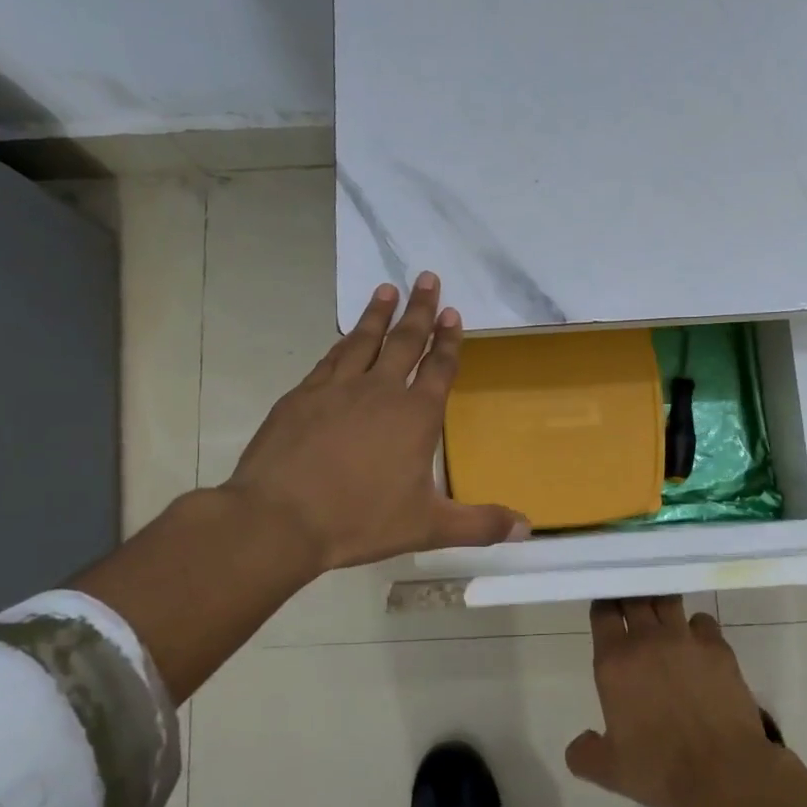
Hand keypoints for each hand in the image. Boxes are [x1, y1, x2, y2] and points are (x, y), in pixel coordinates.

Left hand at [224, 272, 529, 571]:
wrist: (280, 518)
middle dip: (419, 309)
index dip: (448, 340)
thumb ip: (478, 524)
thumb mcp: (428, 527)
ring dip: (378, 314)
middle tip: (427, 277)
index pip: (439, 367)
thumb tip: (526, 528)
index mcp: (415, 416)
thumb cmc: (360, 520)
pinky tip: (345, 337)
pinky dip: (342, 343)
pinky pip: (330, 359)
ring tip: (387, 289)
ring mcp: (337, 389)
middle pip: (405, 341)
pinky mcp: (301, 396)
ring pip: (363, 340)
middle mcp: (380, 390)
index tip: (452, 312)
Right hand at [564, 596, 778, 806]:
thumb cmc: (661, 769)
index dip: (603, 605)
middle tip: (630, 602)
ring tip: (661, 613)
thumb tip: (579, 743)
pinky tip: (696, 642)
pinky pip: (703, 620)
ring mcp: (685, 639)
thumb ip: (584, 754)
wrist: (724, 772)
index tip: (605, 607)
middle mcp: (647, 640)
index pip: (603, 612)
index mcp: (615, 662)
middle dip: (629, 595)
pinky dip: (696, 626)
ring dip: (661, 603)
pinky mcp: (718, 647)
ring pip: (668, 601)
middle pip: (634, 597)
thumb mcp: (610, 771)